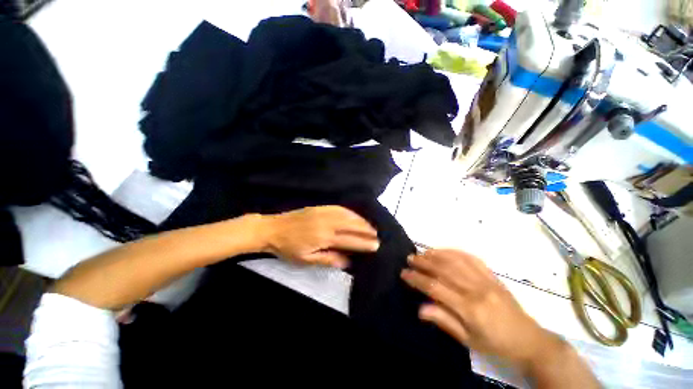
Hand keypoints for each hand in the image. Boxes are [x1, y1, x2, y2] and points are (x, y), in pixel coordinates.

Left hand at [261, 206, 378, 267]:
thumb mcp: (306, 259)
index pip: (350, 240)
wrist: (273, 229)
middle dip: (367, 230)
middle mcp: (327, 222)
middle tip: (377, 234)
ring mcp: (324, 212)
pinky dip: (351, 211)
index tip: (376, 245)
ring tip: (371, 225)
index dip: (364, 243)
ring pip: (348, 215)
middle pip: (352, 225)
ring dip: (361, 220)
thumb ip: (328, 259)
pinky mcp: (320, 207)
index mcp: (324, 237)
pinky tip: (355, 214)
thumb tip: (348, 261)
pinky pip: (339, 208)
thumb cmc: (289, 248)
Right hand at [401, 249, 558, 369]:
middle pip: (444, 269)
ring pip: (456, 260)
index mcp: (470, 308)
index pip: (436, 287)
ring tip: (422, 253)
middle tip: (410, 258)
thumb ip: (444, 321)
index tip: (404, 273)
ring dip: (436, 254)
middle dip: (424, 262)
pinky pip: (471, 258)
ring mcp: (486, 280)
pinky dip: (454, 251)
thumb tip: (420, 308)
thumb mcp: (469, 340)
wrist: (530, 340)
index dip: (417, 279)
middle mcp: (477, 289)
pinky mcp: (493, 275)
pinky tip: (444, 250)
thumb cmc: (496, 344)